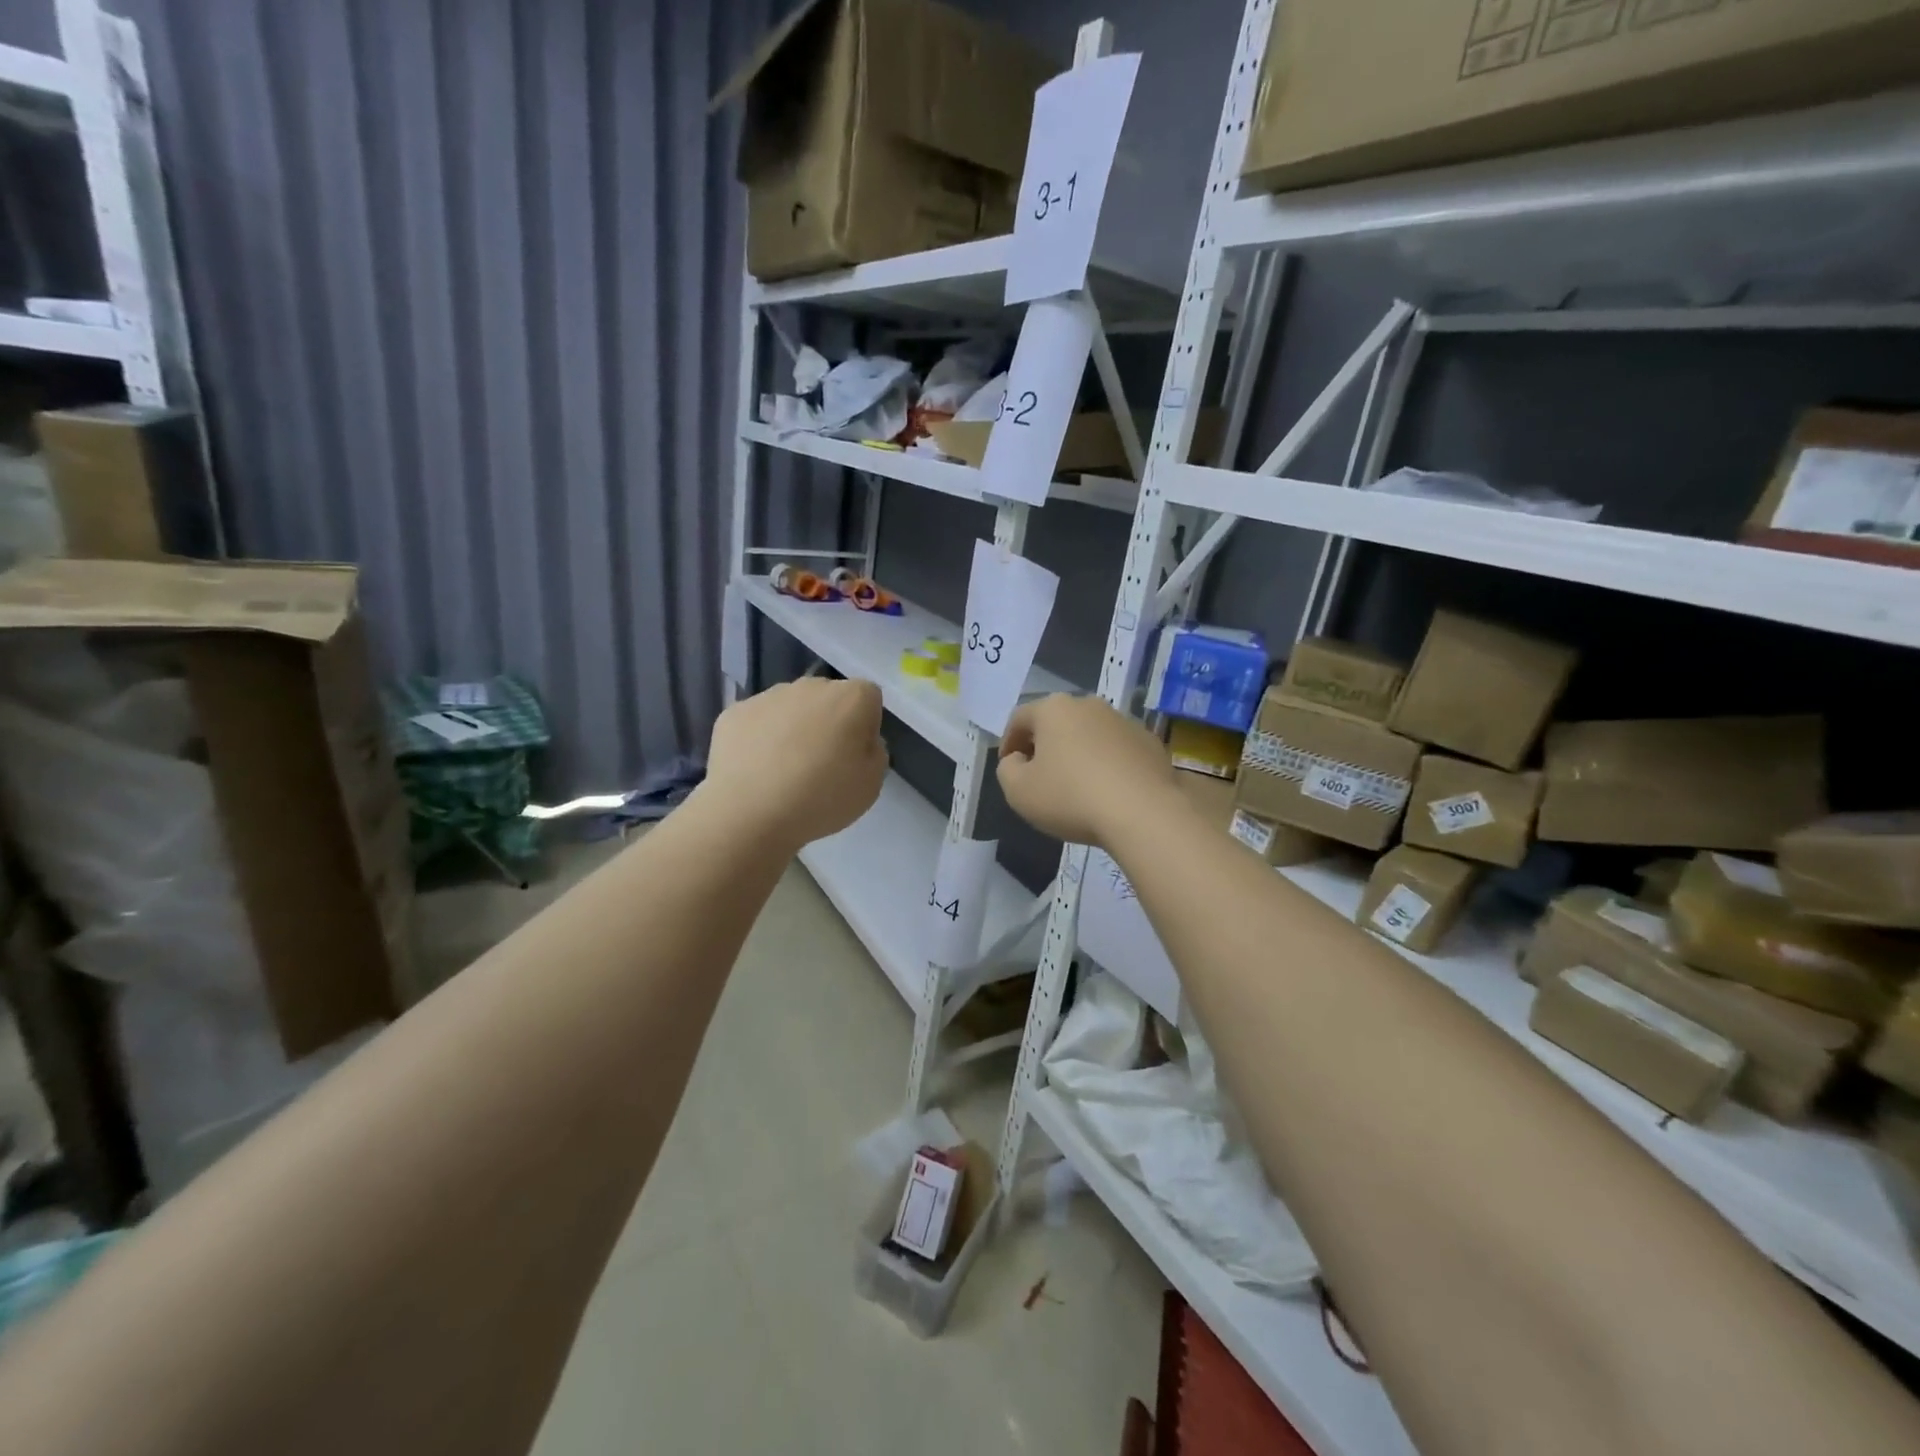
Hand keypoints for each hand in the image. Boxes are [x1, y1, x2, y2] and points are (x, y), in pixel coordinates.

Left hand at [705, 678, 886, 850]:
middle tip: (821, 764)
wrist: (749, 812)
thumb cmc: (821, 798)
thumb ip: (873, 753)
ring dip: (792, 729)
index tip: (855, 756)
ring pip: (790, 708)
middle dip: (828, 722)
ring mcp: (768, 696)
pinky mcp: (734, 712)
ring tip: (783, 772)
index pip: (868, 698)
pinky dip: (759, 740)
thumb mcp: (872, 784)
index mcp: (851, 698)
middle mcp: (811, 686)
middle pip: (827, 699)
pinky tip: (756, 772)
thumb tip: (858, 742)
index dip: (865, 726)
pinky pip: (757, 723)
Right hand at [996, 694, 1178, 850]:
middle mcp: (1089, 704)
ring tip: (1076, 785)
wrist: (1143, 812)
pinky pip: (1117, 750)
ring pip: (1089, 734)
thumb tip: (1019, 760)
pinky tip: (1107, 791)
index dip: (1008, 743)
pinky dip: (1107, 764)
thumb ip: (1007, 769)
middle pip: (1057, 722)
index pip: (1019, 719)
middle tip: (1039, 774)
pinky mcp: (1150, 742)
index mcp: (1053, 708)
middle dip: (1045, 745)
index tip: (1008, 766)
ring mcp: (1124, 721)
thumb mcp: (1018, 791)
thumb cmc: (1070, 797)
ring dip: (1078, 753)